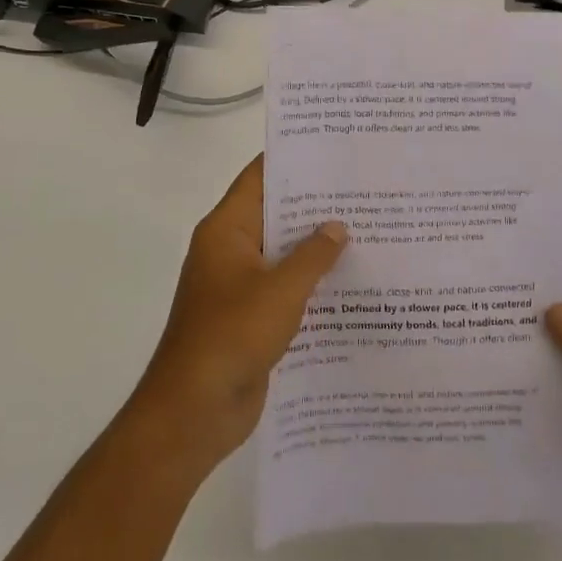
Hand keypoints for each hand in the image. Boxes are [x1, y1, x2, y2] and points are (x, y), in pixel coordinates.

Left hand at [134, 156, 347, 472]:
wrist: (194, 411)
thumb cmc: (232, 336)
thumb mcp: (281, 290)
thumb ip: (313, 255)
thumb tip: (337, 226)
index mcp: (226, 230)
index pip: (259, 178)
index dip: (293, 160)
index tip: (332, 149)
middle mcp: (230, 250)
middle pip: (274, 214)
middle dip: (314, 205)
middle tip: (363, 189)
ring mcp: (239, 285)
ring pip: (282, 253)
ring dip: (316, 247)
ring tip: (367, 230)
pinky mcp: (250, 317)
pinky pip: (284, 288)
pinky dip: (311, 282)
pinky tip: (350, 281)